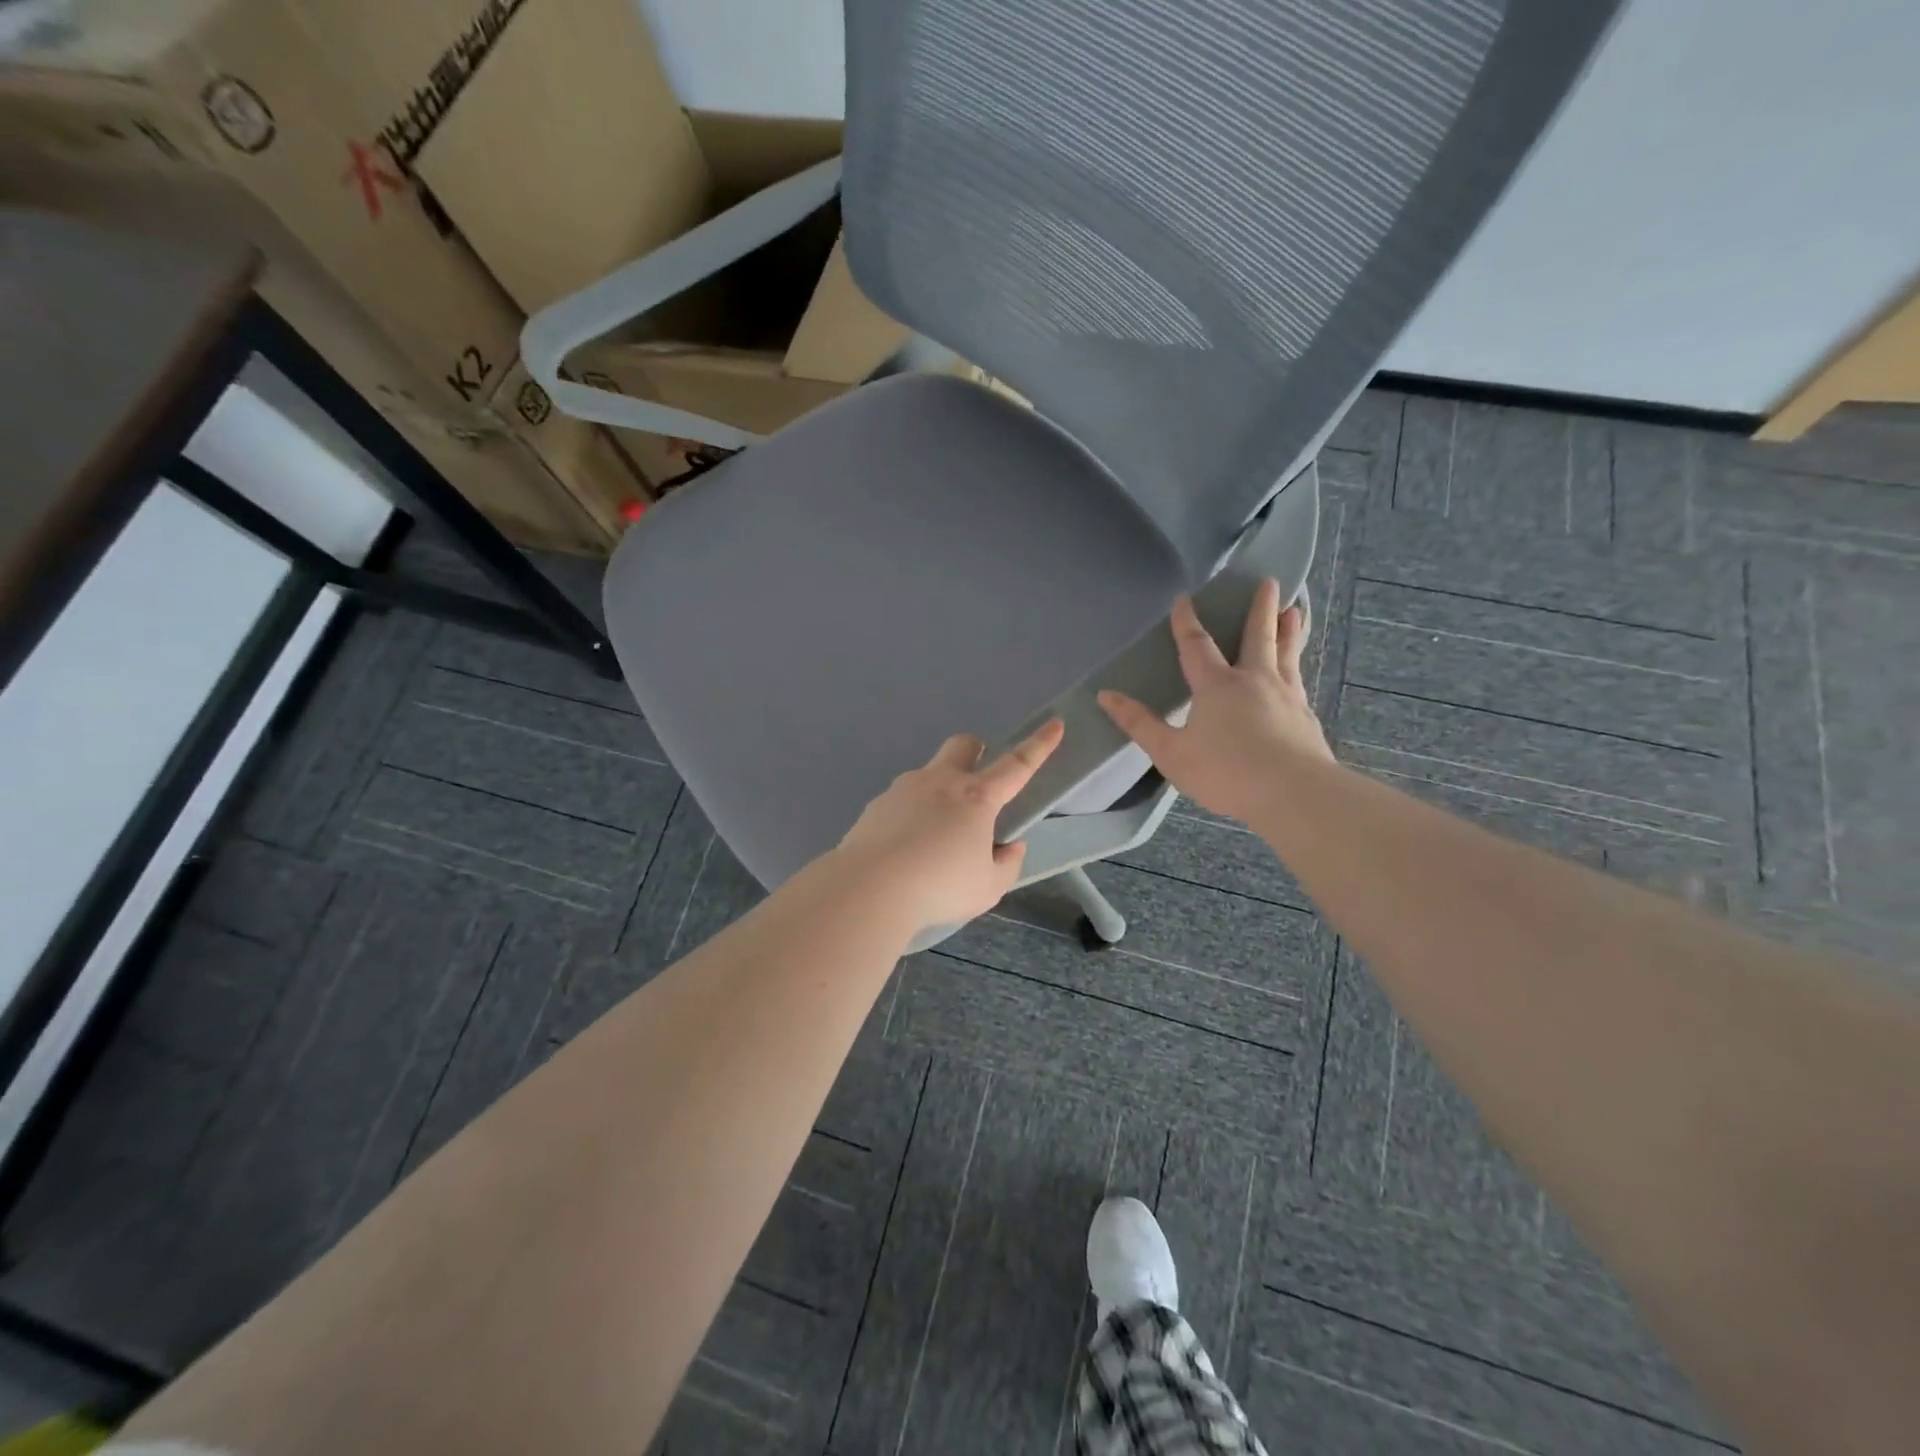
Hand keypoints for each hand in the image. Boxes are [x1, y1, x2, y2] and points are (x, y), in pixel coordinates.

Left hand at [834, 719, 1065, 931]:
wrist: (868, 889)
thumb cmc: (939, 887)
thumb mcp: (987, 888)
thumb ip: (1006, 864)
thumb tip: (1009, 846)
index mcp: (976, 798)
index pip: (1017, 765)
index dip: (1039, 745)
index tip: (1055, 724)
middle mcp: (940, 782)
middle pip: (962, 745)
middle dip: (974, 751)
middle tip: (976, 783)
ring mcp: (903, 789)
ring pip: (927, 774)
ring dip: (937, 792)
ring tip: (932, 838)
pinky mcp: (876, 805)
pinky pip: (900, 801)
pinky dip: (909, 816)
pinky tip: (902, 850)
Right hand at [1099, 579, 1331, 823]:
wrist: (1293, 793)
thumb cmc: (1225, 772)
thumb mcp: (1170, 752)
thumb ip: (1140, 723)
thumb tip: (1105, 695)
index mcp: (1217, 686)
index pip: (1196, 645)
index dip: (1186, 622)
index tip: (1184, 598)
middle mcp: (1254, 681)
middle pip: (1257, 636)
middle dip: (1260, 609)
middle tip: (1269, 582)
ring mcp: (1286, 696)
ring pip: (1286, 653)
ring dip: (1288, 630)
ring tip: (1294, 611)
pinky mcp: (1306, 716)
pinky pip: (1299, 680)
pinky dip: (1297, 667)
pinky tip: (1298, 673)